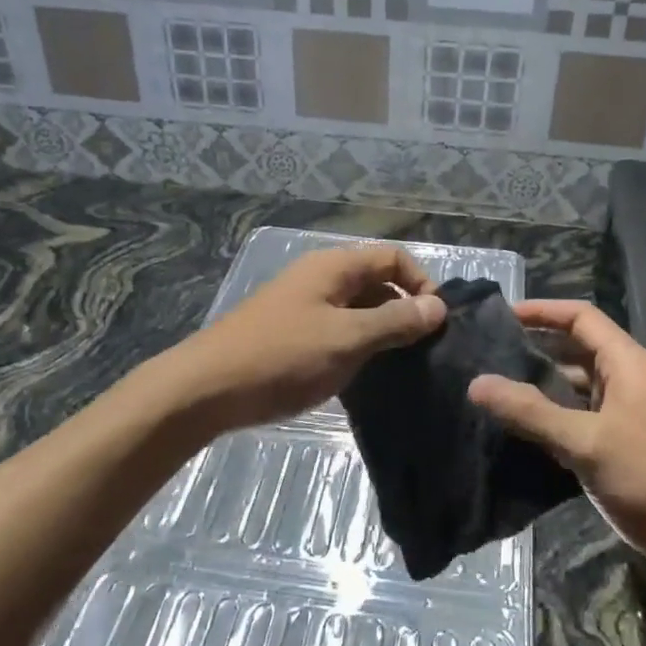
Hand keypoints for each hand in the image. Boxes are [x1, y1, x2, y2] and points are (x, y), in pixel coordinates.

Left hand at [165, 244, 445, 436]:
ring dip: (380, 329)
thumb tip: (439, 307)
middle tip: (423, 348)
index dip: (421, 282)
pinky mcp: (291, 332)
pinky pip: (336, 328)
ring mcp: (303, 305)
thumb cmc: (283, 356)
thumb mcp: (347, 338)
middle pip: (376, 280)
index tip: (436, 322)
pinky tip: (364, 373)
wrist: (207, 389)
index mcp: (334, 266)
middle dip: (403, 308)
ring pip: (357, 308)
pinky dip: (356, 343)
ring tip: (400, 364)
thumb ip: (395, 321)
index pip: (393, 256)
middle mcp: (320, 277)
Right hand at [468, 300, 645, 600]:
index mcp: (629, 363)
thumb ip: (531, 412)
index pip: (581, 317)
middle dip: (534, 349)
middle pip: (576, 350)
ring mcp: (628, 417)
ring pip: (576, 389)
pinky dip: (552, 420)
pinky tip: (519, 432)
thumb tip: (476, 383)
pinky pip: (581, 421)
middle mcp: (629, 381)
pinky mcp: (625, 449)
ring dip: (540, 388)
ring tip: (491, 390)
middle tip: (483, 355)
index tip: (497, 315)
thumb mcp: (588, 443)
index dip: (541, 311)